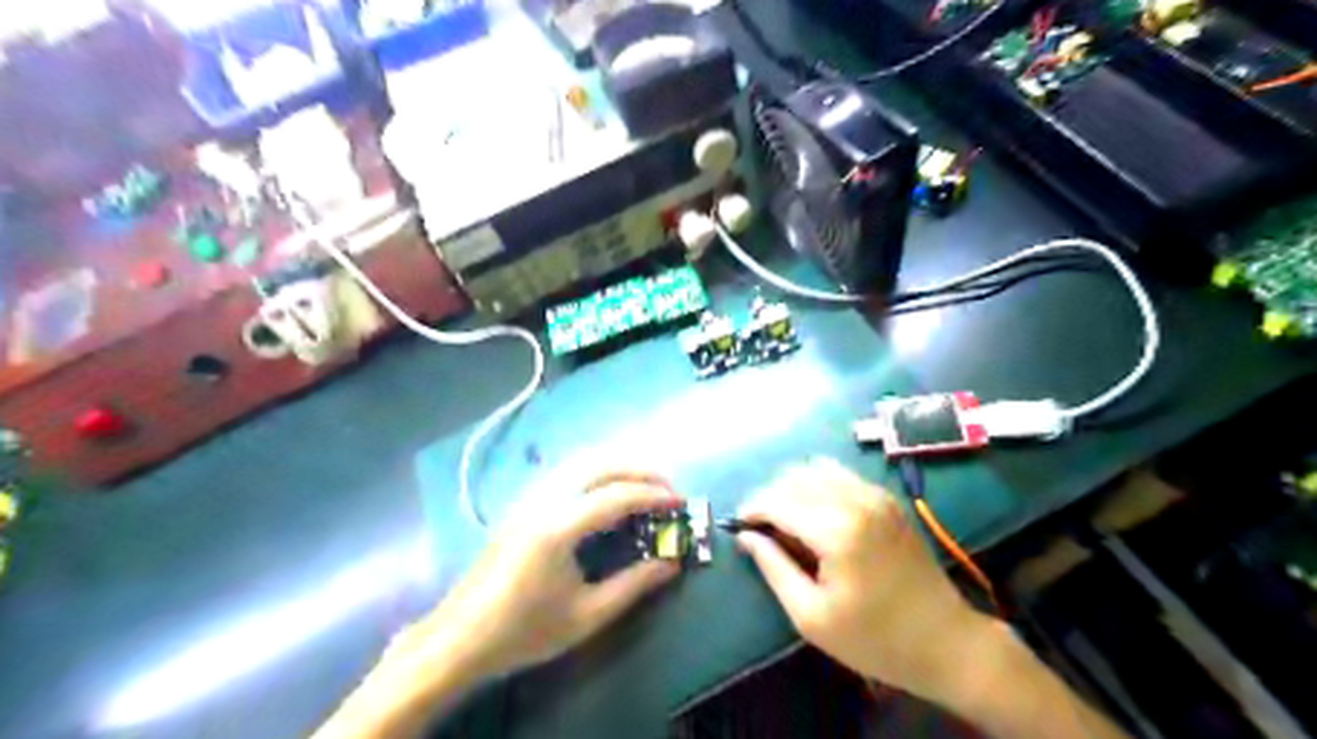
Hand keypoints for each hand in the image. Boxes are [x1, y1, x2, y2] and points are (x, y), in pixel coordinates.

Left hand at [425, 473, 689, 681]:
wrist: (460, 637)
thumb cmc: (524, 631)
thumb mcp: (586, 615)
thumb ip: (633, 585)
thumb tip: (673, 563)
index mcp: (559, 527)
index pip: (616, 496)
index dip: (653, 495)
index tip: (680, 501)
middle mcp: (544, 500)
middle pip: (599, 465)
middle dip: (639, 470)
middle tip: (667, 487)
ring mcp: (529, 498)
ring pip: (580, 462)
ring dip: (618, 466)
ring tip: (644, 485)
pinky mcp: (522, 504)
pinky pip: (566, 472)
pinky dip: (596, 472)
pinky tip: (606, 491)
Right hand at [736, 458, 982, 699]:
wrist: (945, 641)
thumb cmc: (874, 638)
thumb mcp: (812, 616)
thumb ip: (774, 568)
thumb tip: (745, 537)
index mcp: (836, 530)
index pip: (777, 501)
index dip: (751, 509)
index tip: (737, 525)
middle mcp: (856, 500)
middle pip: (795, 477)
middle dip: (770, 496)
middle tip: (761, 527)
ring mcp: (875, 495)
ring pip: (817, 468)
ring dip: (793, 486)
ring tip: (786, 518)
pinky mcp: (887, 499)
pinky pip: (841, 475)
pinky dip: (819, 484)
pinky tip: (816, 512)